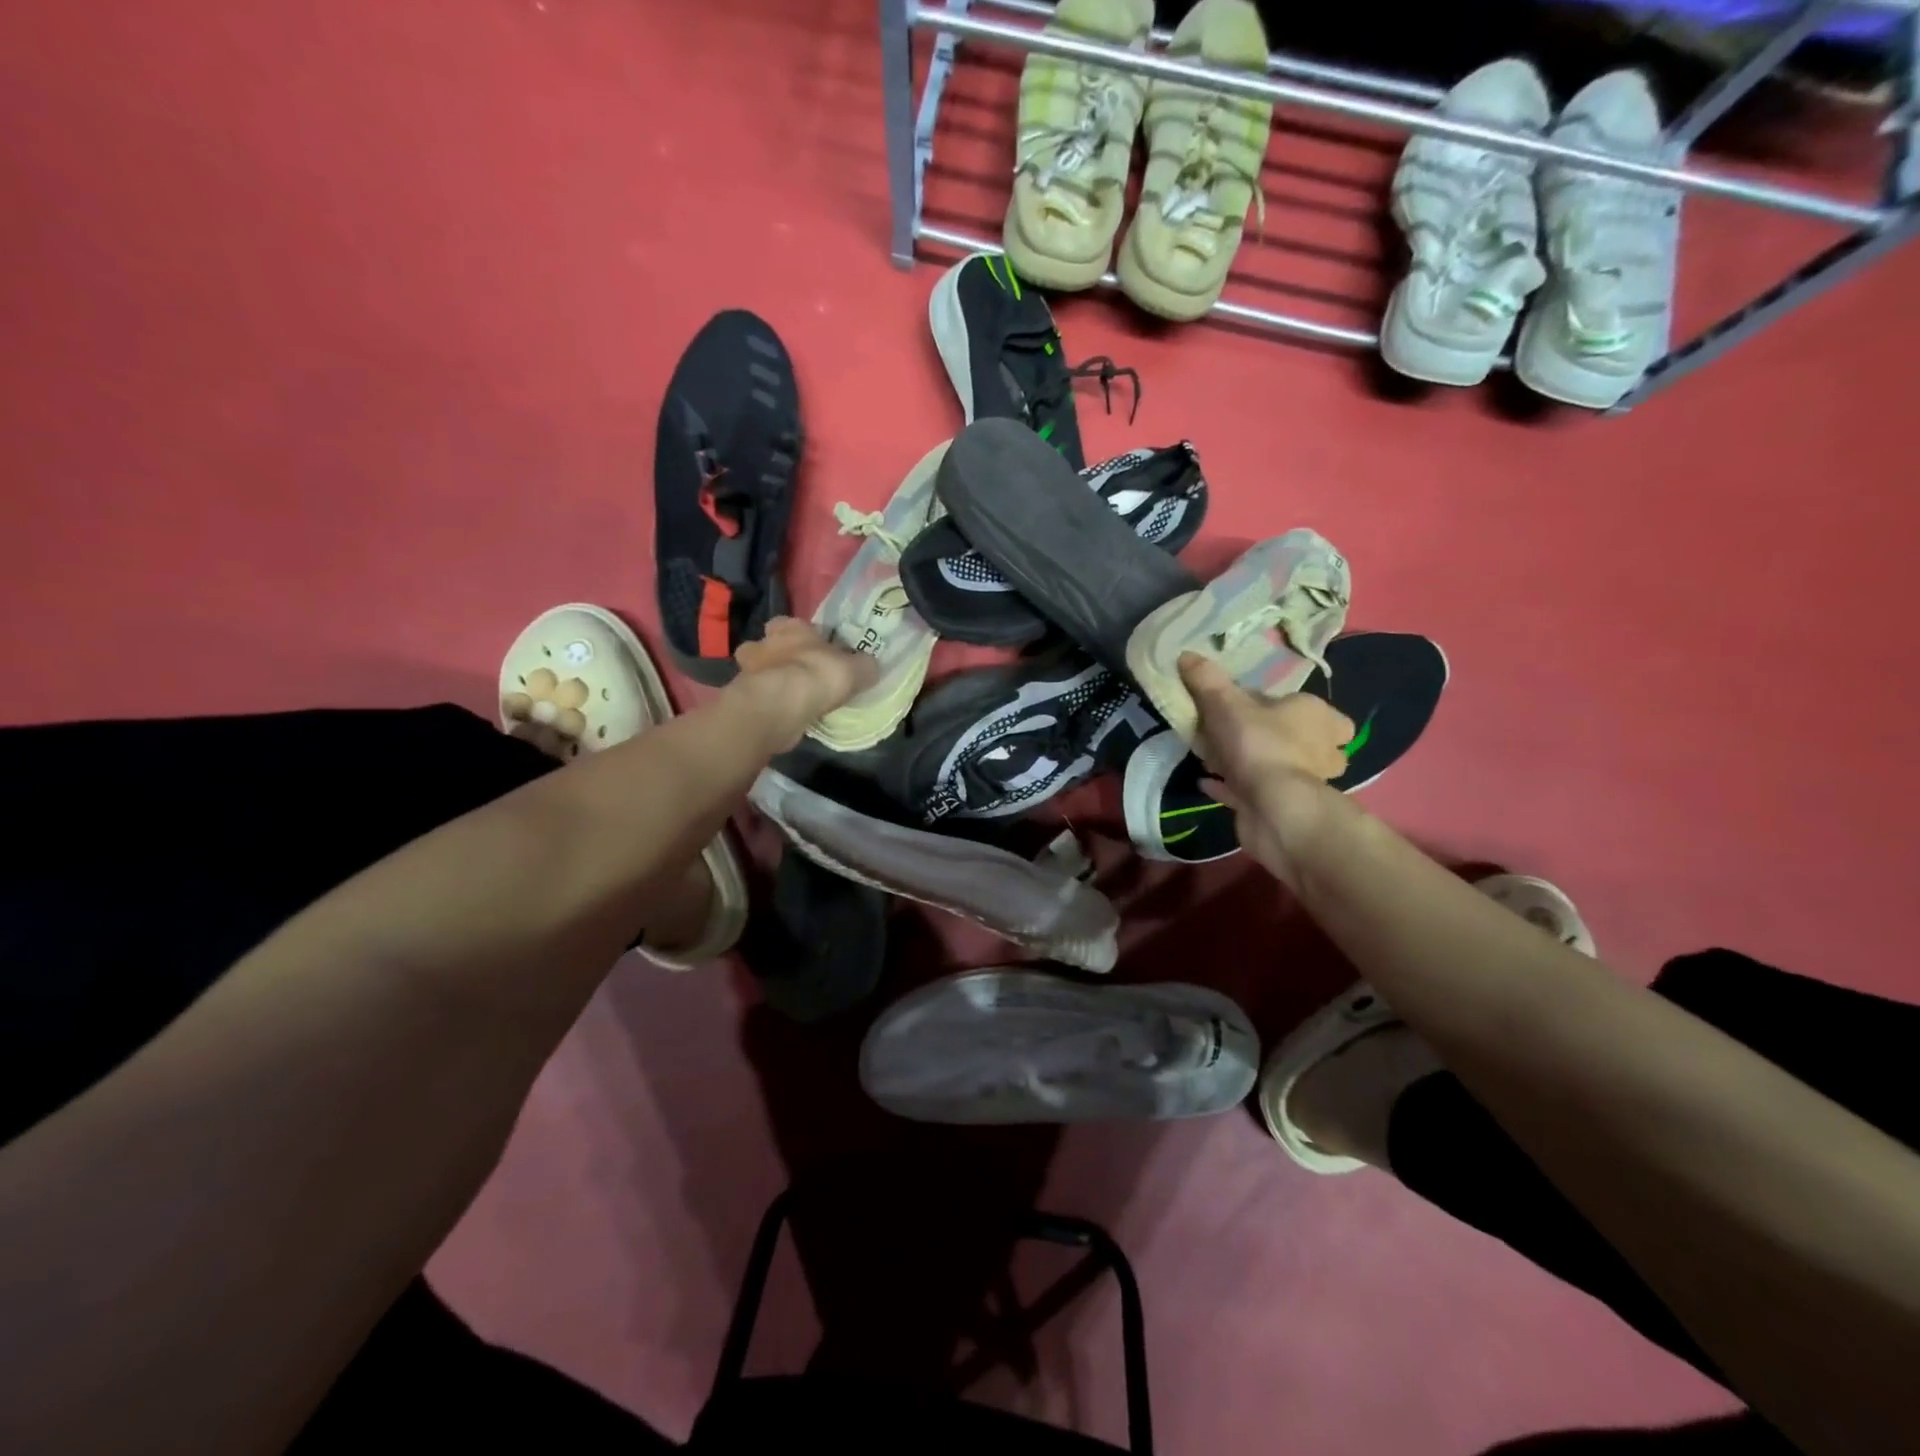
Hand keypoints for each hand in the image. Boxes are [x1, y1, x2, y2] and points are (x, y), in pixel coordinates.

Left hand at [729, 617, 879, 749]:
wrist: (781, 705)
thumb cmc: (818, 675)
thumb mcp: (856, 669)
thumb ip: (864, 665)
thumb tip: (870, 666)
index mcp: (790, 626)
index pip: (792, 624)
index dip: (803, 636)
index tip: (815, 650)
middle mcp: (764, 642)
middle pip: (768, 645)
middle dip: (777, 656)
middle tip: (796, 673)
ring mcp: (748, 670)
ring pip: (757, 671)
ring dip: (768, 681)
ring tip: (788, 698)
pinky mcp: (742, 696)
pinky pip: (756, 697)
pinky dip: (766, 703)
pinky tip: (781, 714)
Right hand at [1179, 652, 1353, 884]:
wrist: (1274, 808)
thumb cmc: (1259, 744)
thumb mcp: (1226, 704)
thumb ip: (1207, 680)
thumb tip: (1186, 654)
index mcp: (1317, 716)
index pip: (1311, 707)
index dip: (1282, 706)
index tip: (1250, 709)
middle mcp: (1320, 748)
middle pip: (1298, 738)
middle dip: (1267, 737)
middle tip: (1231, 735)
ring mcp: (1304, 781)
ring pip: (1277, 766)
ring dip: (1249, 763)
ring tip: (1213, 758)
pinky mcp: (1284, 807)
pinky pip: (1253, 792)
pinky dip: (1232, 787)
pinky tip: (1207, 782)